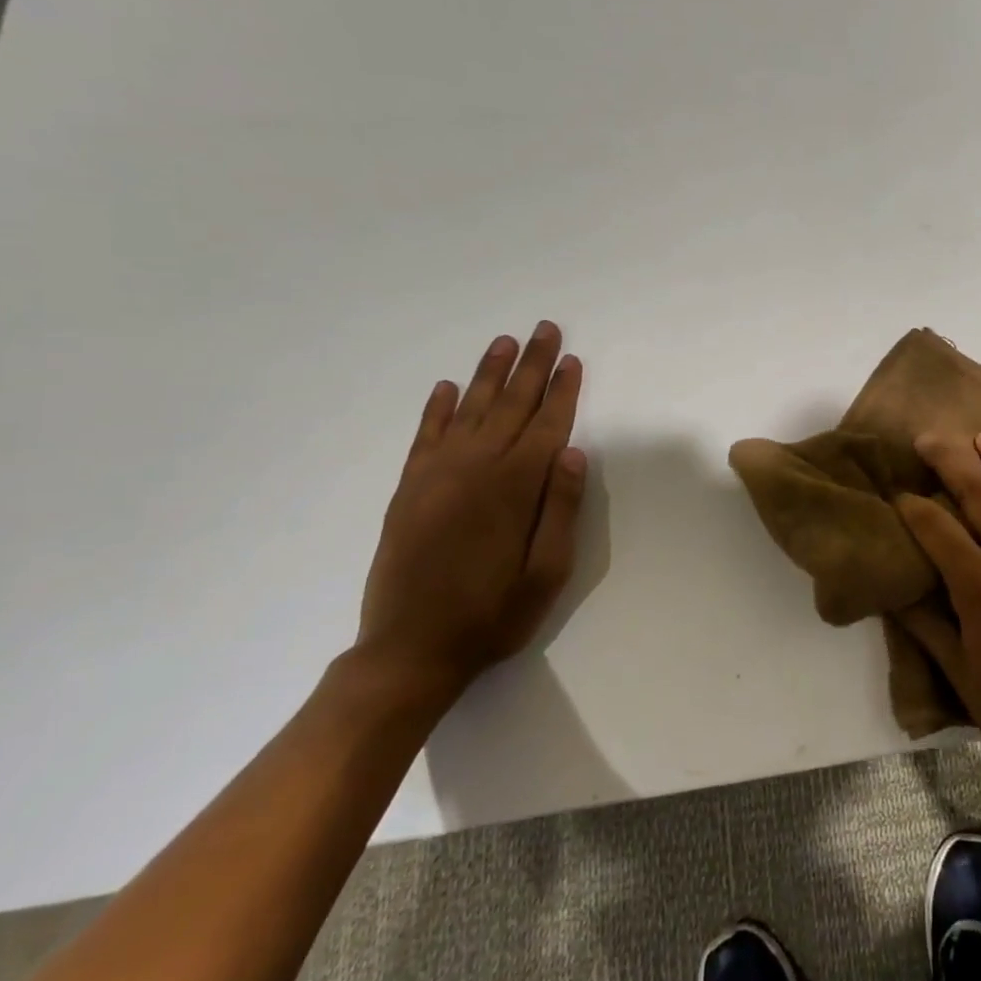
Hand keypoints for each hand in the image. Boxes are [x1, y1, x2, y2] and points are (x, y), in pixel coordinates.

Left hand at [354, 321, 586, 707]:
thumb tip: (572, 452)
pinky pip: (425, 436)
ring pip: (469, 410)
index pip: (547, 425)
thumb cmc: (492, 614)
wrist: (409, 651)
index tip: (572, 359)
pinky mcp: (408, 489)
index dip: (563, 391)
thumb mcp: (547, 572)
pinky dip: (437, 408)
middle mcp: (475, 469)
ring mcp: (436, 476)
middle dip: (532, 365)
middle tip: (545, 329)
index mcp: (513, 488)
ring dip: (489, 374)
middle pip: (510, 405)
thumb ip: (560, 508)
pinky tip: (448, 387)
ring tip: (505, 342)